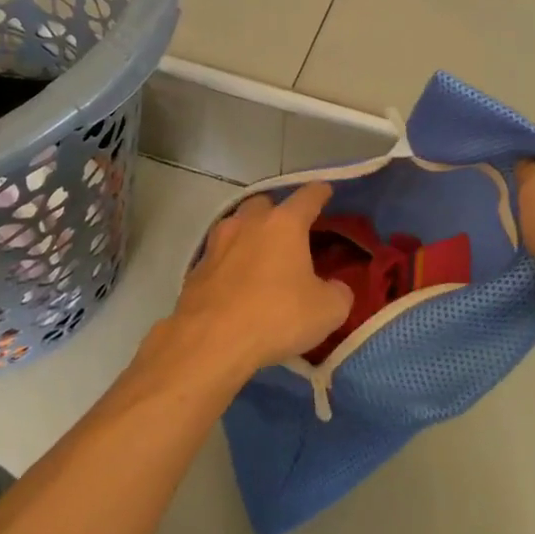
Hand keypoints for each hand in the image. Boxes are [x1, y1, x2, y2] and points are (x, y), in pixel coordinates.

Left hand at [159, 182, 353, 382]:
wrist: (210, 342)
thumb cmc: (276, 316)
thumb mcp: (328, 310)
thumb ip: (339, 292)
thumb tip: (335, 288)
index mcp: (284, 224)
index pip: (308, 196)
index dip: (320, 193)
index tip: (326, 192)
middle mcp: (248, 223)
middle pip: (265, 203)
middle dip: (278, 212)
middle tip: (290, 232)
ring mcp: (217, 244)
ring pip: (236, 225)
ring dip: (250, 234)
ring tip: (261, 255)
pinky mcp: (196, 269)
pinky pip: (219, 256)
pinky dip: (230, 262)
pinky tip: (236, 283)